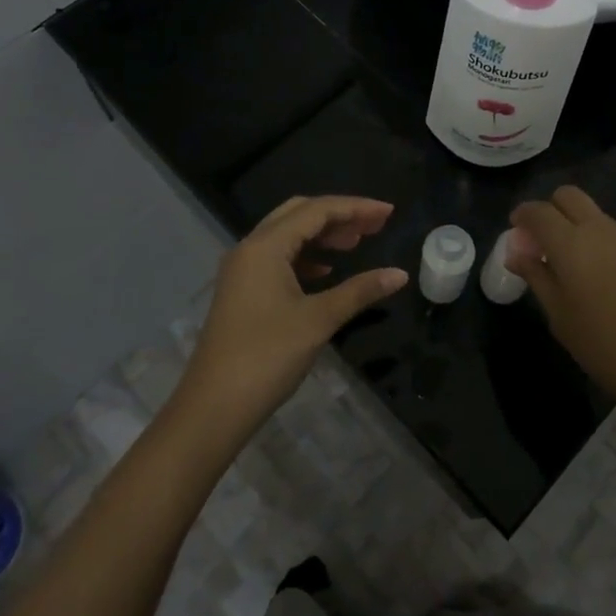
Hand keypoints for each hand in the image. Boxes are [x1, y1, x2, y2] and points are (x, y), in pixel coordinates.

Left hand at [174, 196, 406, 443]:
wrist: (214, 407)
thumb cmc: (268, 356)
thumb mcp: (319, 320)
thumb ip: (360, 291)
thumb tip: (400, 275)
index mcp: (266, 246)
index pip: (317, 210)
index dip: (356, 207)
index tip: (389, 212)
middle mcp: (251, 248)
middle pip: (300, 214)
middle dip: (339, 216)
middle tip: (376, 225)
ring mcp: (243, 270)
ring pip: (288, 236)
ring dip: (323, 235)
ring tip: (357, 244)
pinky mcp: (243, 291)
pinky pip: (279, 258)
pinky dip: (307, 257)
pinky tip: (327, 271)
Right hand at [508, 185, 615, 421]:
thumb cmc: (603, 346)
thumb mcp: (559, 315)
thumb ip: (536, 275)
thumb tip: (516, 252)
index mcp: (571, 243)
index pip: (539, 211)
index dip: (522, 215)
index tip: (516, 231)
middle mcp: (601, 229)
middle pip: (569, 196)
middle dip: (551, 210)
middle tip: (544, 241)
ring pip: (596, 215)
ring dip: (579, 227)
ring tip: (577, 266)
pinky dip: (603, 243)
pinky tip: (608, 279)